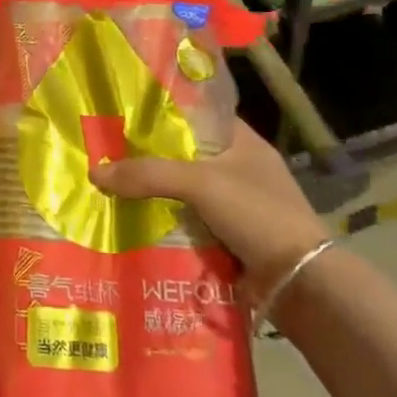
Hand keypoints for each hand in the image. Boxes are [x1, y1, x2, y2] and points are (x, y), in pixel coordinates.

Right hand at [91, 119, 329, 304]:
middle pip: (183, 155)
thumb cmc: (258, 214)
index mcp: (242, 141)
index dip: (162, 112)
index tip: (124, 114)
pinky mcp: (230, 238)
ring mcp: (236, 206)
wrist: (301, 284)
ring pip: (183, 193)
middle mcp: (239, 168)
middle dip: (148, 159)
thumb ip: (148, 174)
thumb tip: (95, 172)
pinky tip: (132, 225)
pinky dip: (165, 226)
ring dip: (154, 196)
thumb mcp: (200, 183)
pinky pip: (188, 224)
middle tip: (106, 155)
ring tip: (109, 190)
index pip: (196, 114)